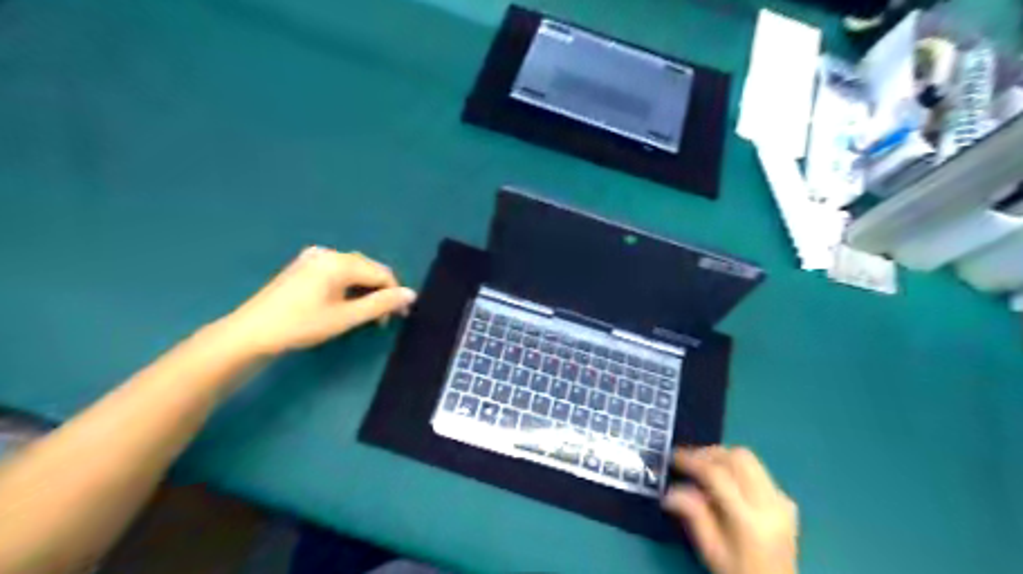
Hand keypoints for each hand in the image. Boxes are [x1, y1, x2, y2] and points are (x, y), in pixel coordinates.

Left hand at [223, 244, 416, 355]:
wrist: (250, 333)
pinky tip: (346, 302)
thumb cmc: (301, 325)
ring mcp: (313, 257)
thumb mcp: (345, 317)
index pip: (381, 273)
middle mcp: (328, 253)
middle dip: (381, 291)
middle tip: (382, 319)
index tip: (400, 317)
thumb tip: (411, 295)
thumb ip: (380, 304)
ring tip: (366, 314)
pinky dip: (349, 285)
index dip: (395, 294)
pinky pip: (338, 271)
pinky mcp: (303, 266)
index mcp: (339, 262)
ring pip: (354, 269)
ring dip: (366, 289)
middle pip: (368, 268)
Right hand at [664, 448, 798, 573]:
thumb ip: (693, 515)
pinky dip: (737, 468)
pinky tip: (726, 483)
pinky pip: (758, 471)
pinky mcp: (786, 500)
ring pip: (749, 458)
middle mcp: (770, 504)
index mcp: (749, 521)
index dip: (692, 461)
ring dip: (722, 457)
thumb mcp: (710, 550)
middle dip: (708, 453)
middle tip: (687, 460)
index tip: (672, 457)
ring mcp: (782, 500)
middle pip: (738, 458)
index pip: (717, 475)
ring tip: (703, 467)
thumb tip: (670, 491)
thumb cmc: (738, 572)